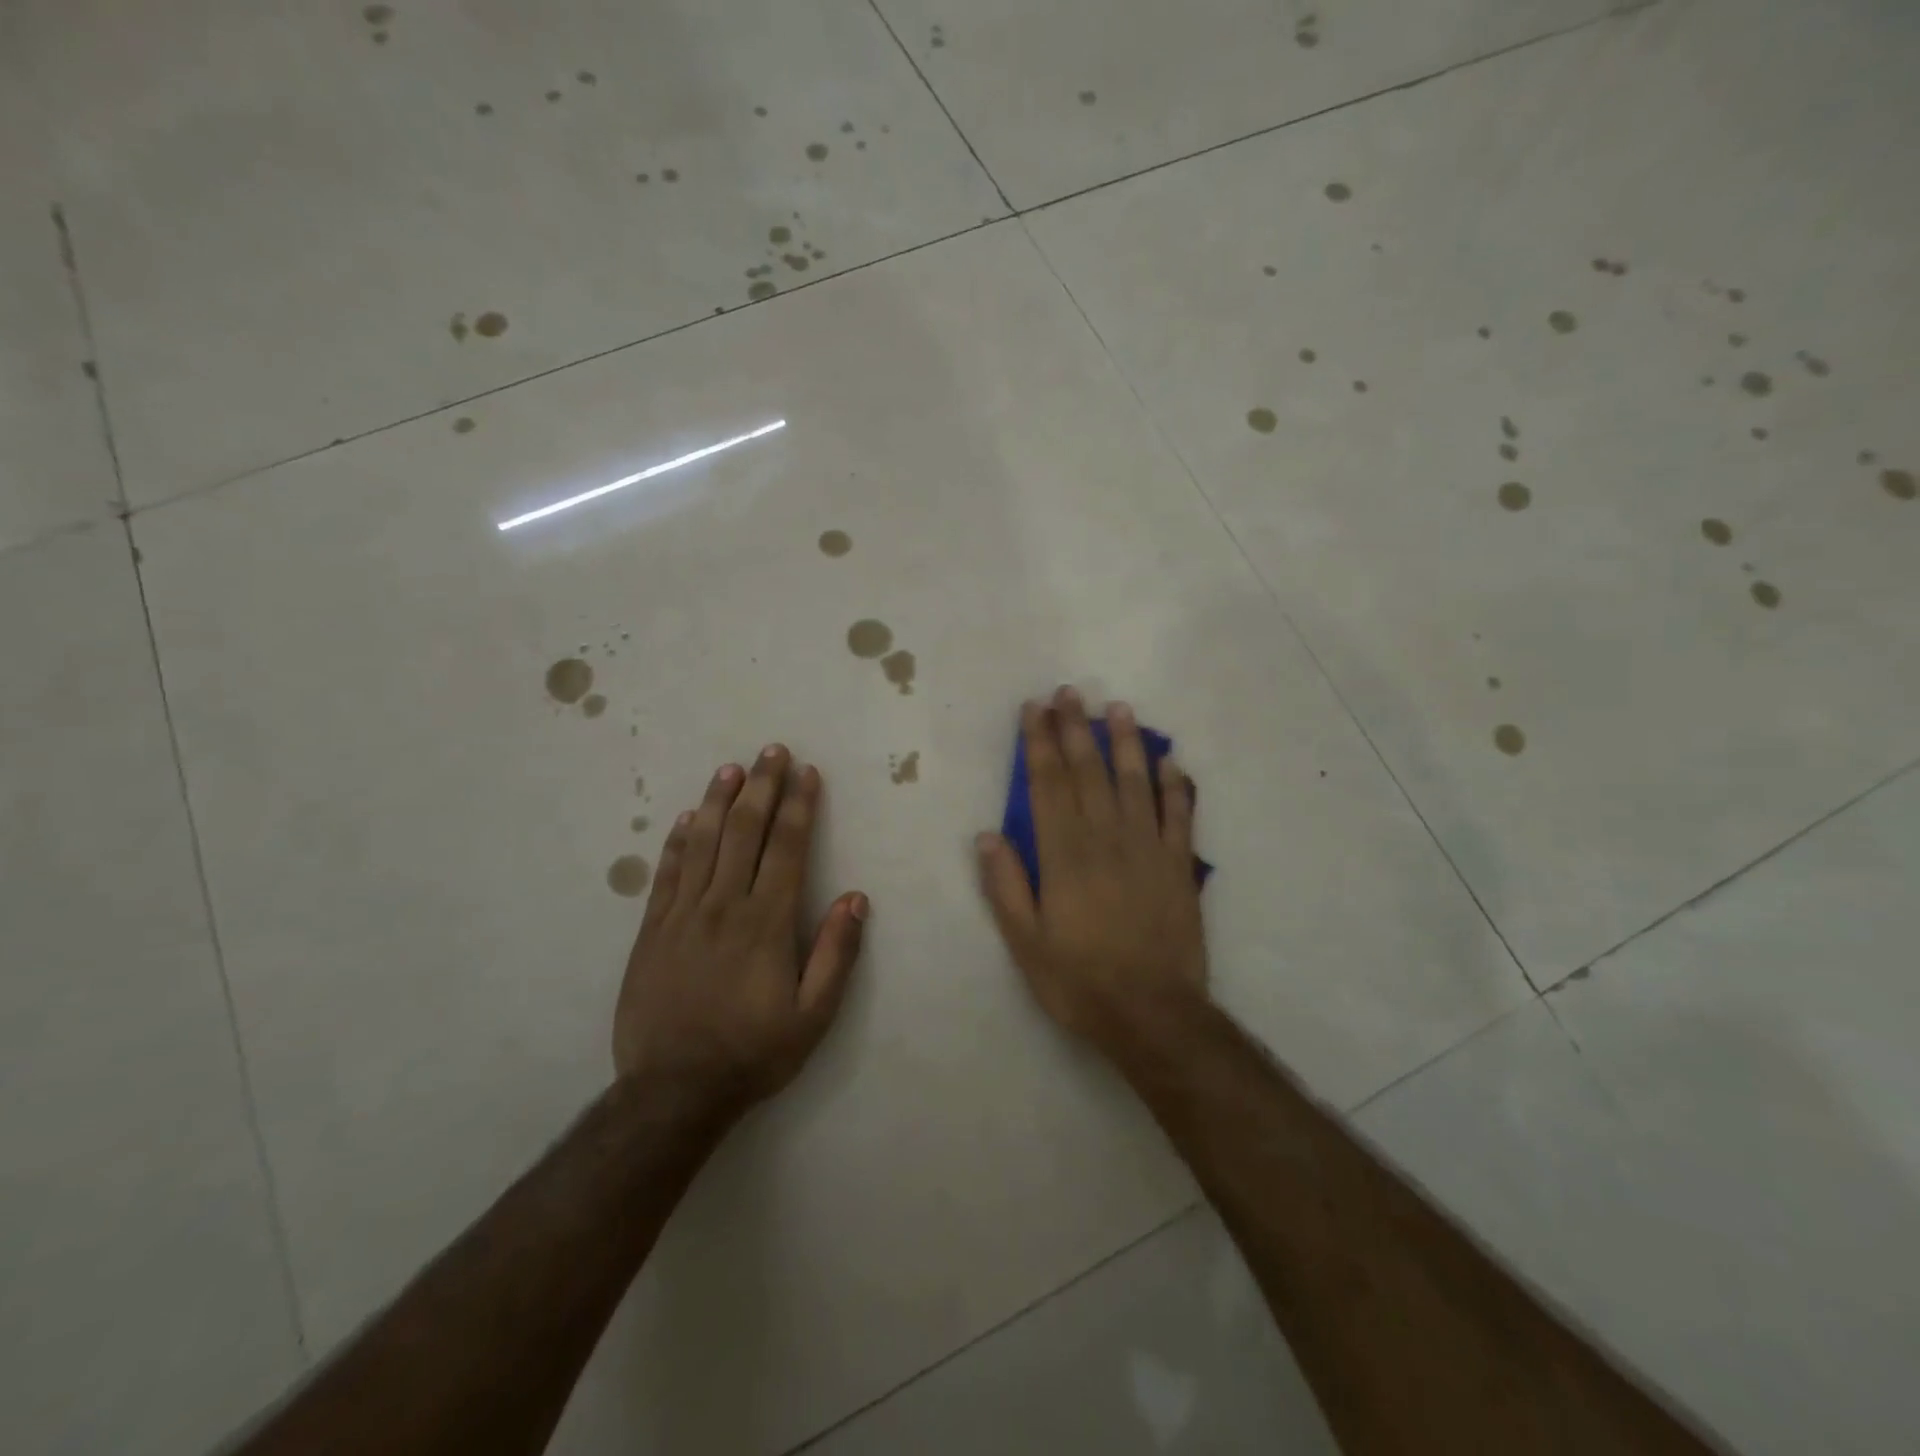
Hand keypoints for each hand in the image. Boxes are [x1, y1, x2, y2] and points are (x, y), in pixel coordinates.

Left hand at [614, 746, 867, 1117]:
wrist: (673, 1091)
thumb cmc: (753, 1052)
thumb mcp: (813, 1016)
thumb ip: (837, 954)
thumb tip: (856, 898)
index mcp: (766, 923)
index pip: (787, 848)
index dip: (798, 806)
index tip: (806, 774)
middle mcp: (724, 906)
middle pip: (744, 832)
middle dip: (761, 787)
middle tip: (771, 751)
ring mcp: (682, 915)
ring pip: (703, 843)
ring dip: (719, 801)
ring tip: (731, 769)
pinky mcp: (652, 931)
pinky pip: (667, 873)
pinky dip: (678, 841)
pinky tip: (687, 818)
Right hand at [976, 688, 1207, 1054]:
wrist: (1153, 1015)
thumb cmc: (1080, 981)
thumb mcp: (1025, 943)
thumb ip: (1006, 886)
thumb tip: (987, 835)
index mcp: (1064, 855)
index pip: (1047, 785)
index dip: (1039, 743)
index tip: (1034, 709)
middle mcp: (1105, 839)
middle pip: (1088, 772)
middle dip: (1075, 729)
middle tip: (1068, 692)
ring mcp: (1147, 848)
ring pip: (1134, 782)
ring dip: (1124, 743)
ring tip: (1116, 708)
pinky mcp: (1178, 866)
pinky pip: (1179, 815)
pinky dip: (1176, 785)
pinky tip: (1171, 760)